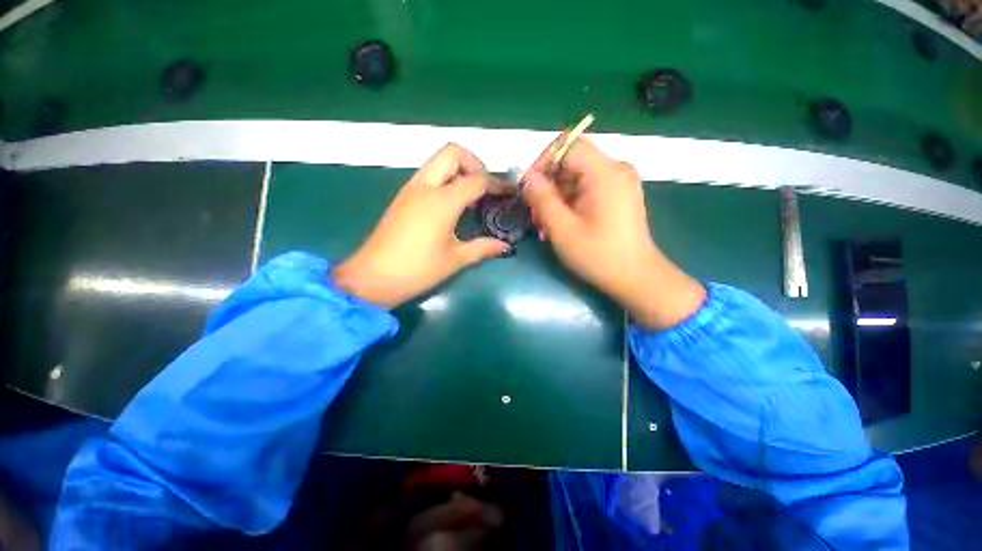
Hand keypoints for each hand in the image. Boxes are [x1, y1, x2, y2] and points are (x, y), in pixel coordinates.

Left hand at [333, 144, 510, 308]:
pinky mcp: (403, 196)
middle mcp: (425, 186)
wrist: (373, 277)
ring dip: (458, 170)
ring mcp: (411, 189)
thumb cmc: (418, 270)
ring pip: (438, 161)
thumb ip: (483, 248)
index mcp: (442, 201)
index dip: (496, 184)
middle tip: (484, 188)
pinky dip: (445, 179)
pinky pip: (428, 175)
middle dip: (474, 163)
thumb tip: (505, 246)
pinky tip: (451, 205)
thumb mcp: (455, 259)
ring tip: (471, 197)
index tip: (507, 193)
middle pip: (453, 152)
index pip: (476, 179)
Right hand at [521, 137, 704, 328]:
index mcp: (605, 172)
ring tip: (547, 224)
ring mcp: (619, 182)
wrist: (635, 277)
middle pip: (571, 161)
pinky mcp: (619, 194)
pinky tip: (563, 224)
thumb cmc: (598, 255)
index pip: (568, 144)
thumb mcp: (562, 228)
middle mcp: (616, 169)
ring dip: (557, 197)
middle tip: (536, 214)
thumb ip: (542, 198)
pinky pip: (588, 187)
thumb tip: (527, 176)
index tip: (530, 187)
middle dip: (549, 185)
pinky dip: (571, 202)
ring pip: (577, 176)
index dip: (544, 161)